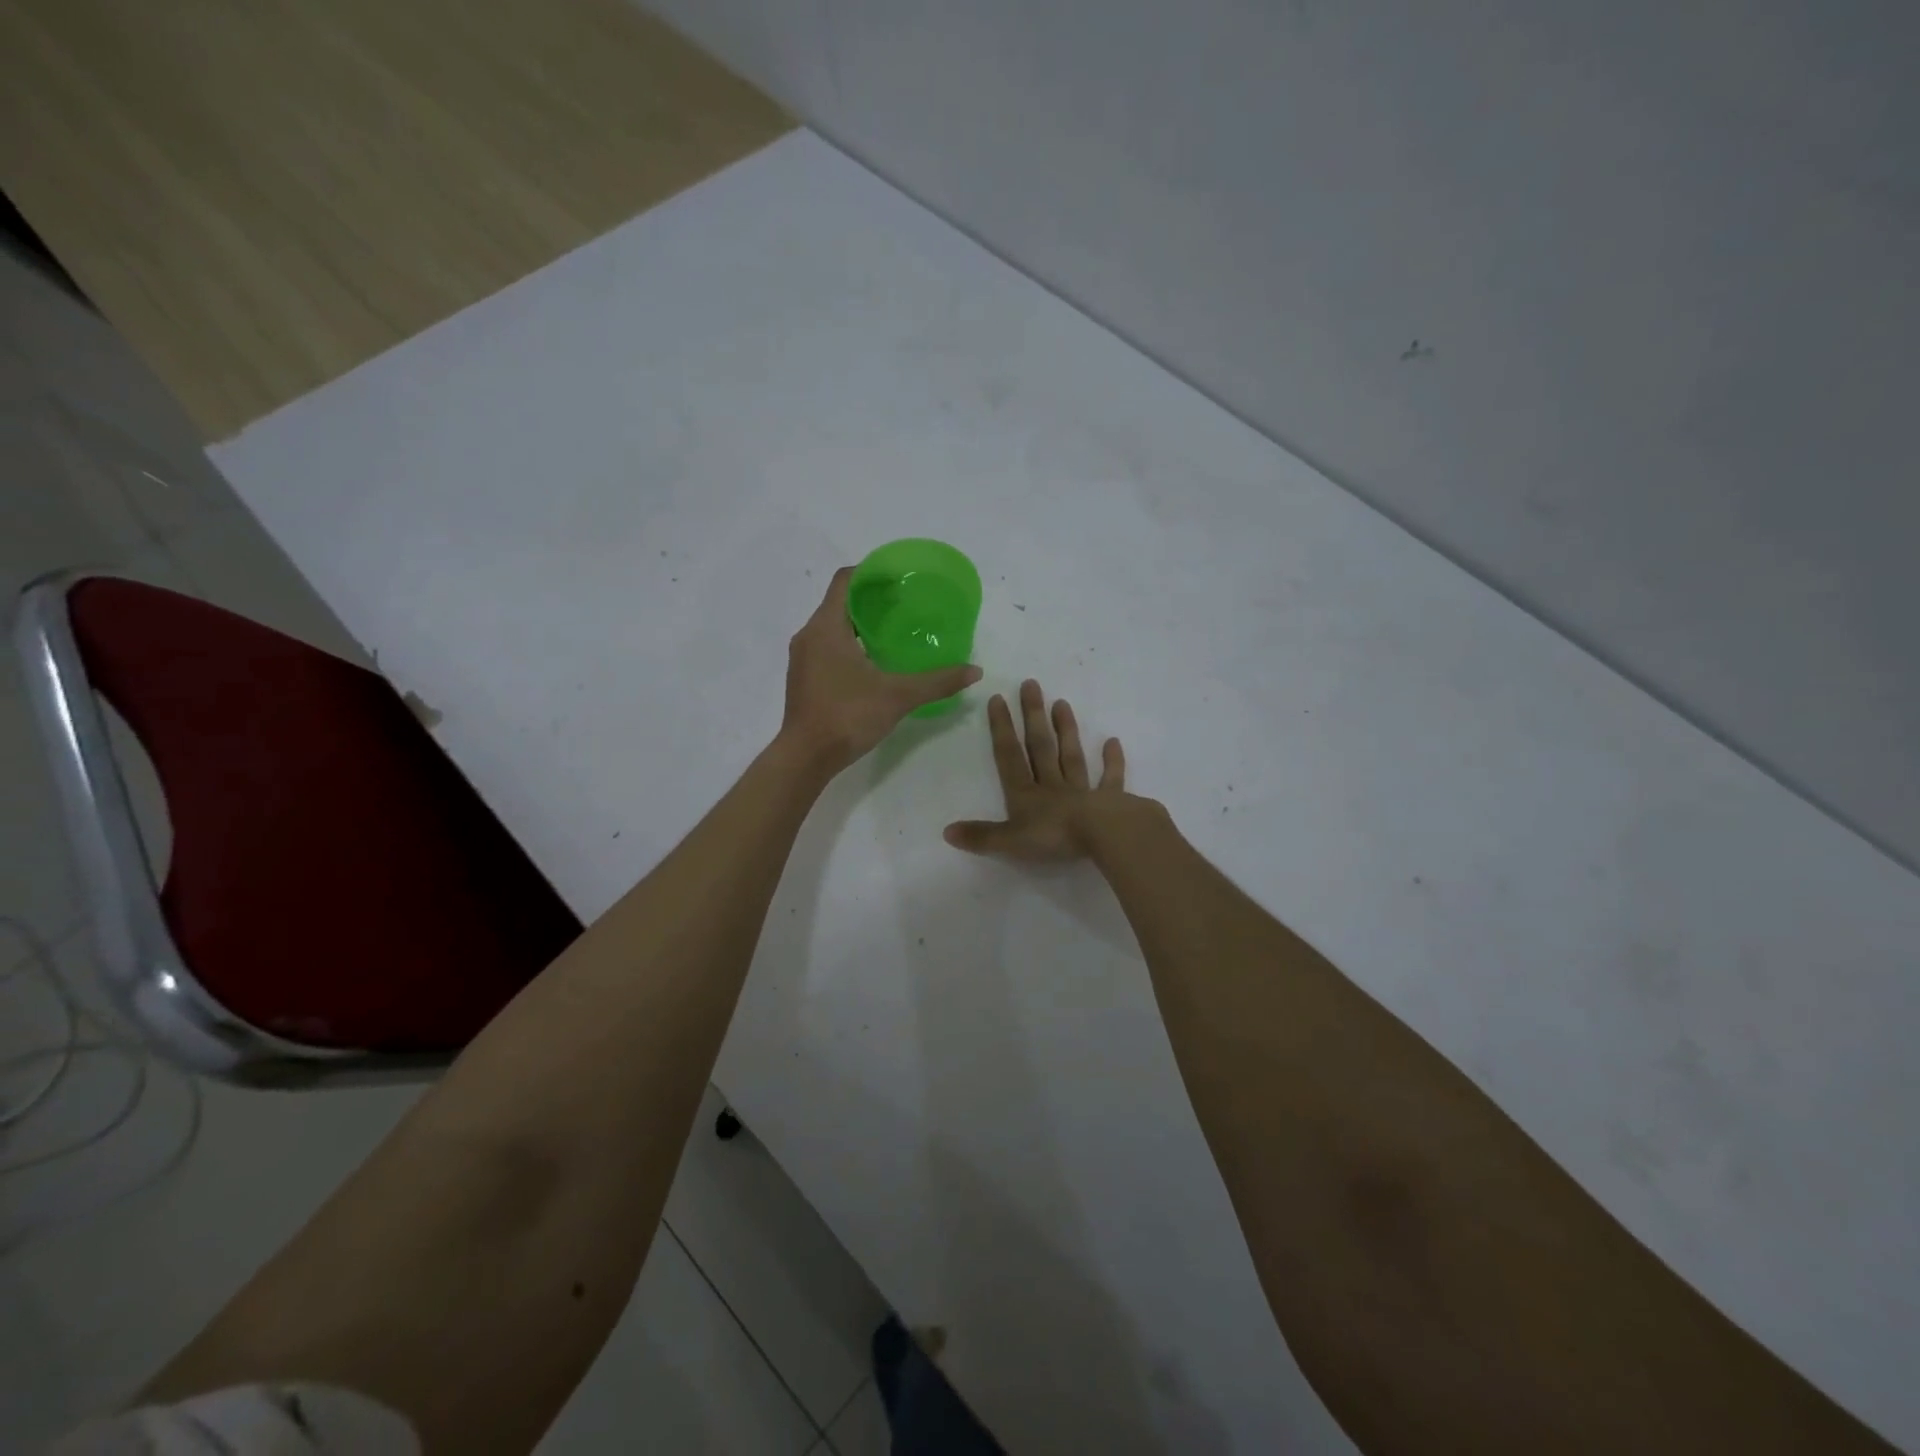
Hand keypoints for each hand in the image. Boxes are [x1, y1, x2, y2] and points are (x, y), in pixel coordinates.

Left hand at [781, 567, 982, 772]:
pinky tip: (873, 661)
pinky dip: (849, 644)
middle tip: (905, 604)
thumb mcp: (898, 696)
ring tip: (893, 631)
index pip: (845, 580)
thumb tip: (975, 671)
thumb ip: (938, 681)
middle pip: (840, 602)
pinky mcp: (803, 678)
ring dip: (860, 623)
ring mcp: (802, 658)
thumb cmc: (848, 716)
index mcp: (826, 627)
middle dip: (871, 599)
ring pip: (832, 626)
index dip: (871, 572)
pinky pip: (826, 647)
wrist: (806, 757)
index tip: (899, 577)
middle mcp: (809, 635)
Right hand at [944, 679, 1128, 860]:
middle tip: (1031, 684)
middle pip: (1040, 747)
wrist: (1102, 836)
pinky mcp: (1110, 800)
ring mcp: (1082, 791)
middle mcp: (1052, 786)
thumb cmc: (1054, 837)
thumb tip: (947, 831)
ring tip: (1062, 703)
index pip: (1009, 756)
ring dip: (1066, 730)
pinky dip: (1112, 761)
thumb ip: (981, 836)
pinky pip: (1110, 778)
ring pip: (1071, 756)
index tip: (998, 698)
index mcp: (1026, 795)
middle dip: (1033, 716)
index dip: (1001, 729)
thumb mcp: (1010, 841)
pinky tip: (1112, 742)